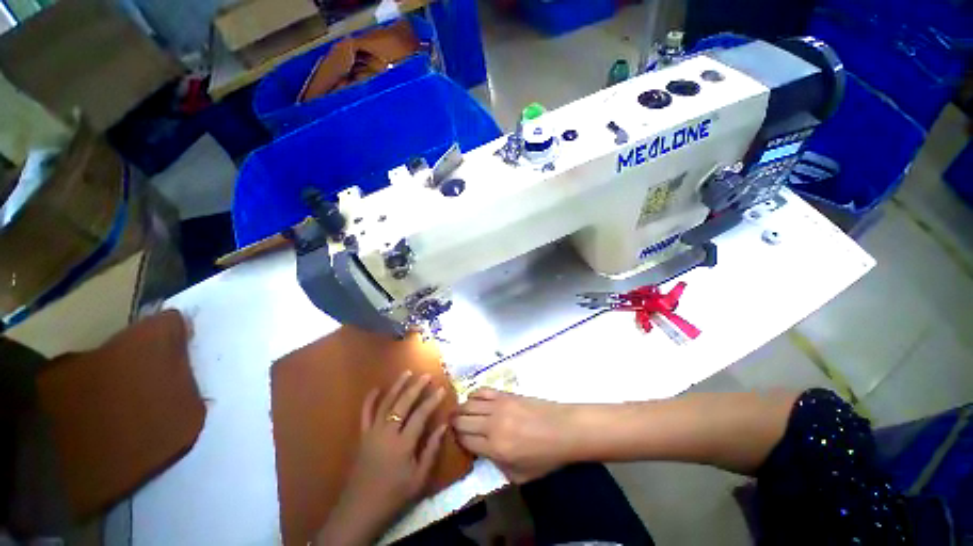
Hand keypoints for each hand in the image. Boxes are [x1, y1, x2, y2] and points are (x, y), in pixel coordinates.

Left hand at [316, 371, 446, 545]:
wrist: (360, 510)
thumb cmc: (394, 496)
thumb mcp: (419, 479)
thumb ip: (431, 450)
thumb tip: (443, 426)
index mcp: (403, 444)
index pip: (421, 415)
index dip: (432, 401)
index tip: (441, 389)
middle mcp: (387, 433)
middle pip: (403, 403)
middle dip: (416, 387)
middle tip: (426, 375)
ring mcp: (373, 432)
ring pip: (386, 403)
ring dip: (397, 387)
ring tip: (407, 373)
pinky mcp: (362, 436)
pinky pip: (365, 414)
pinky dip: (370, 400)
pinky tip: (376, 388)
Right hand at [453, 388, 579, 482]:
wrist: (563, 429)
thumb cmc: (545, 456)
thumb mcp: (520, 475)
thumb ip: (497, 467)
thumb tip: (483, 453)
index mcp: (495, 448)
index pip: (465, 441)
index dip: (457, 440)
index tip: (455, 440)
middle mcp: (492, 425)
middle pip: (462, 421)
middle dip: (453, 424)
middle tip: (452, 426)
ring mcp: (498, 406)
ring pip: (468, 404)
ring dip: (460, 409)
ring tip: (459, 413)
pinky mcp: (505, 394)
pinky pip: (482, 390)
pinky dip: (473, 394)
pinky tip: (472, 399)